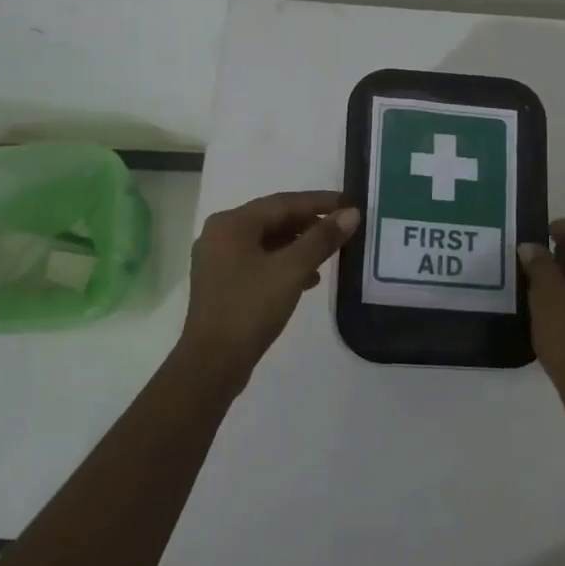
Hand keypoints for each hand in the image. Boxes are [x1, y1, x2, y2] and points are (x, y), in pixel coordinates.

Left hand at [177, 191, 359, 389]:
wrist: (212, 363)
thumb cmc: (250, 308)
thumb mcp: (292, 270)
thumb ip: (322, 239)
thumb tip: (351, 214)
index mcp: (232, 223)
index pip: (283, 202)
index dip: (319, 202)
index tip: (350, 203)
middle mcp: (220, 234)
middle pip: (273, 219)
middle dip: (309, 223)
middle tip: (342, 226)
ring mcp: (218, 260)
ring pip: (266, 241)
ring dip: (299, 245)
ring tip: (330, 252)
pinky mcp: (222, 283)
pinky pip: (259, 261)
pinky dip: (284, 264)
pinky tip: (308, 278)